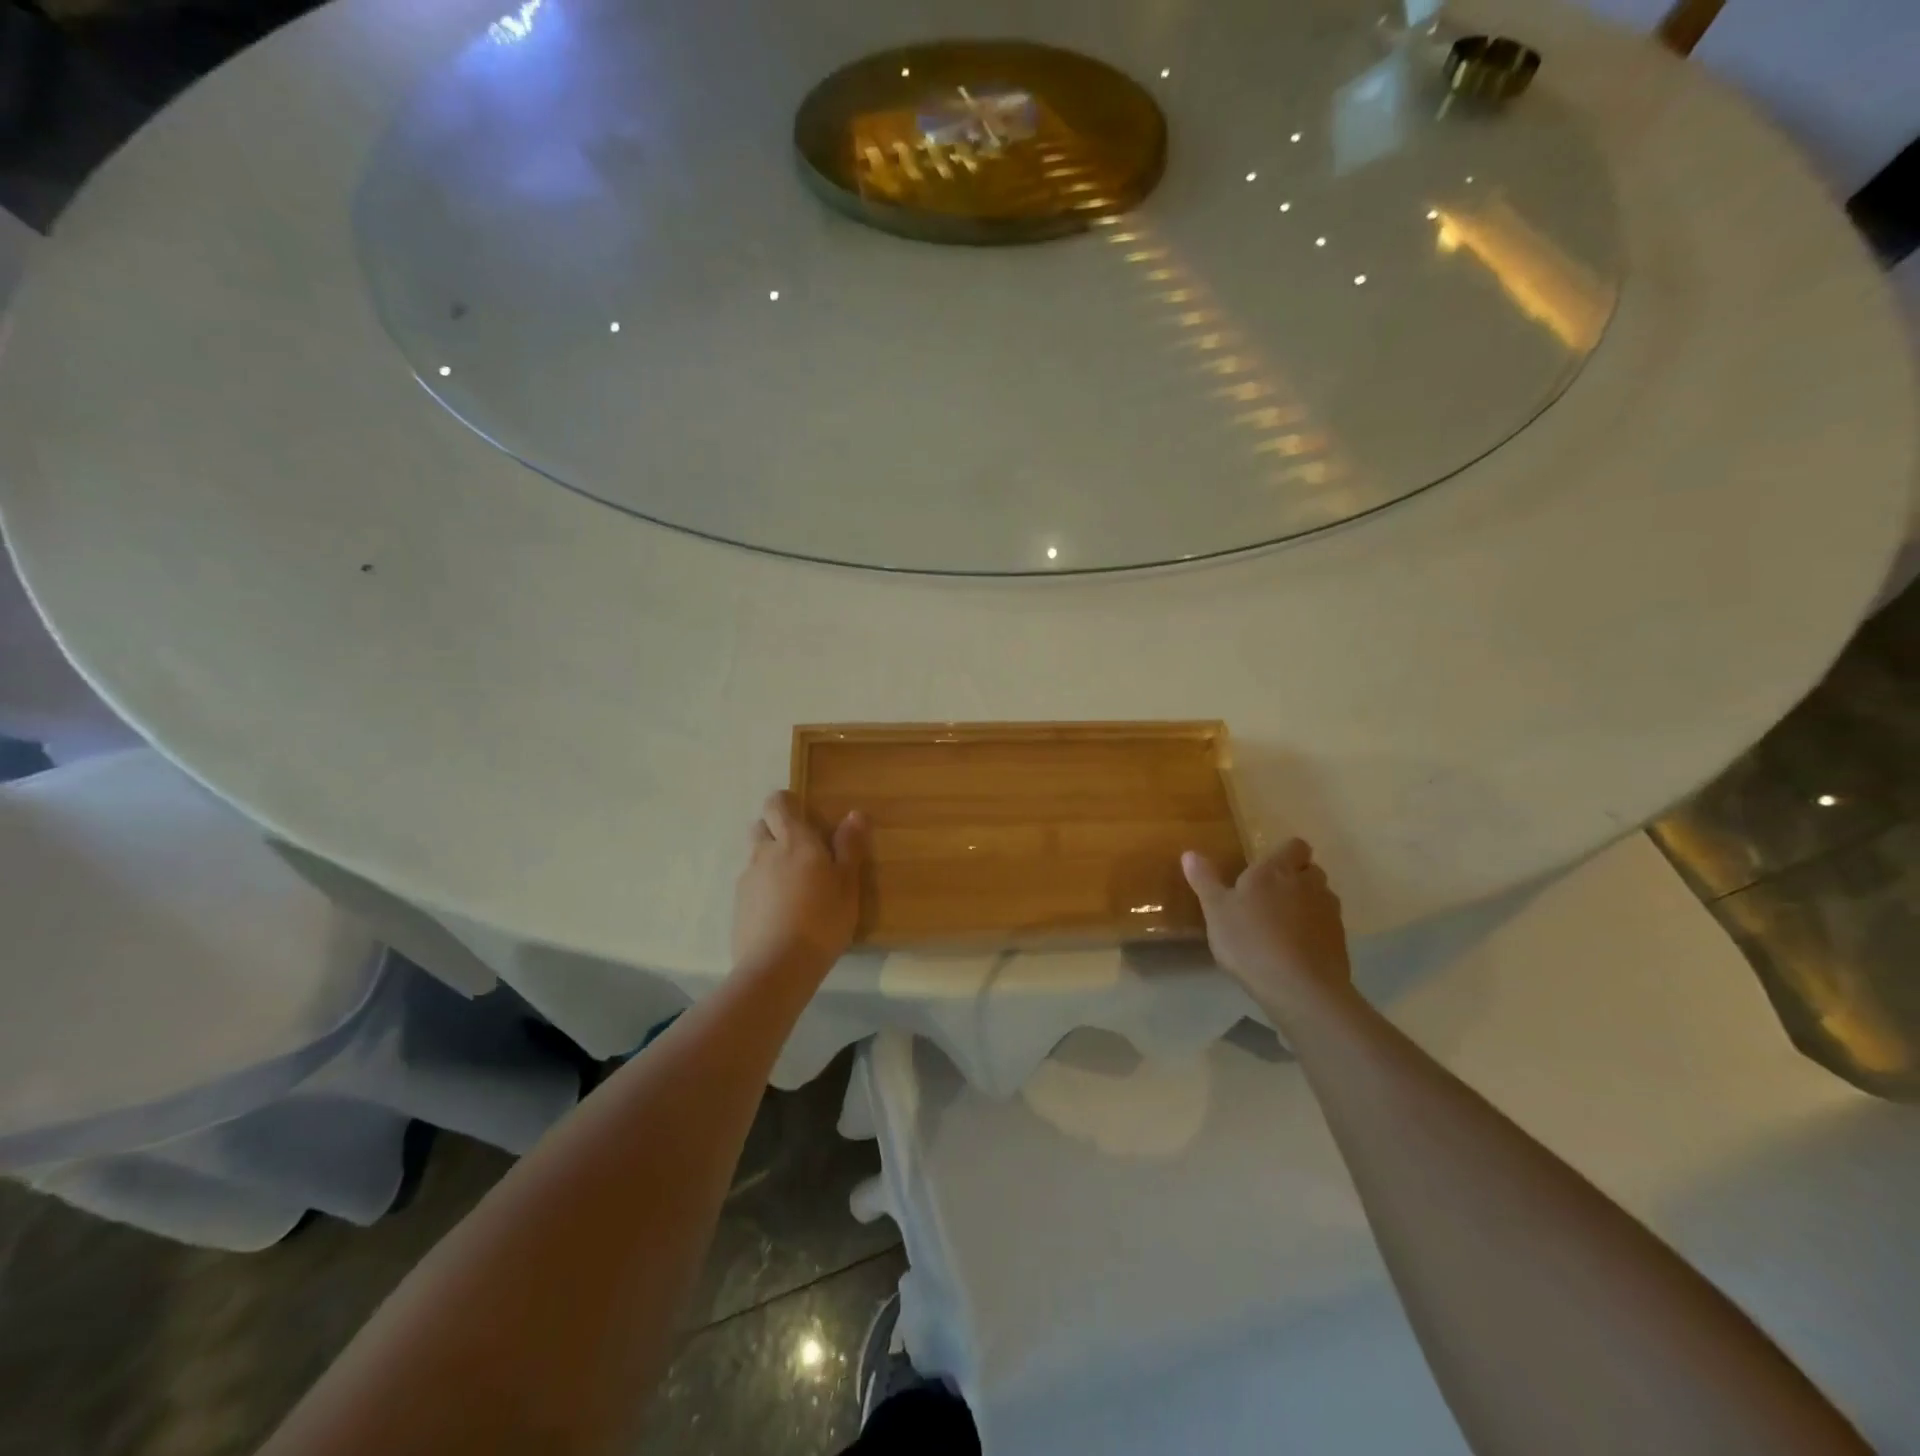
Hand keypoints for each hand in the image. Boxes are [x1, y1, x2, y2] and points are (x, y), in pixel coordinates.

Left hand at [732, 791, 868, 983]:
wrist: (777, 967)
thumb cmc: (822, 920)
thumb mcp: (847, 884)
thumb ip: (849, 847)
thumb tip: (854, 814)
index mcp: (794, 841)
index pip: (777, 804)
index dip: (786, 802)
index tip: (802, 813)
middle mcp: (764, 853)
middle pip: (760, 826)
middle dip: (775, 830)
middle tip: (801, 850)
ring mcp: (747, 880)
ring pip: (755, 857)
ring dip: (769, 860)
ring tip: (793, 886)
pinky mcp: (738, 906)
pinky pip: (750, 885)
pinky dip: (763, 889)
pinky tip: (781, 912)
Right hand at [1182, 838, 1353, 1026]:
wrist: (1300, 989)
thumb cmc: (1250, 941)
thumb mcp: (1216, 911)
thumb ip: (1205, 880)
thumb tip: (1190, 853)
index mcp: (1277, 870)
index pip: (1295, 846)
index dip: (1285, 853)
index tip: (1267, 868)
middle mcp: (1309, 884)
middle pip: (1310, 870)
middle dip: (1296, 878)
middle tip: (1270, 896)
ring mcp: (1329, 913)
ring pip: (1321, 898)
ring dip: (1307, 904)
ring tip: (1282, 926)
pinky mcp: (1340, 941)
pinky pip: (1327, 926)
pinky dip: (1314, 932)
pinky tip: (1295, 951)